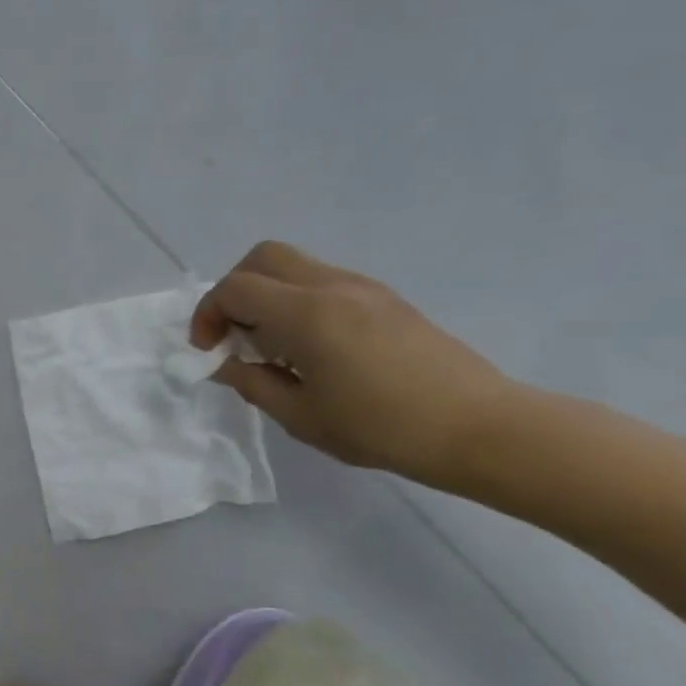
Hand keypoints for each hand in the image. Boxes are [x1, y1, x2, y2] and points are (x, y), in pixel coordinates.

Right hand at [191, 240, 517, 488]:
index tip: (209, 351)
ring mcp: (363, 287)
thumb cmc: (381, 427)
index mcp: (306, 314)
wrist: (477, 426)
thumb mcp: (300, 416)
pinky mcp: (384, 298)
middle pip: (262, 257)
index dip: (208, 315)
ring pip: (294, 265)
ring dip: (266, 295)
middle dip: (233, 291)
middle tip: (233, 334)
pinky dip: (296, 301)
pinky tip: (308, 347)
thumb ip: (252, 382)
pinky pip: (322, 281)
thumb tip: (226, 363)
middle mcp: (332, 286)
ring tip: (271, 346)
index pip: (235, 288)